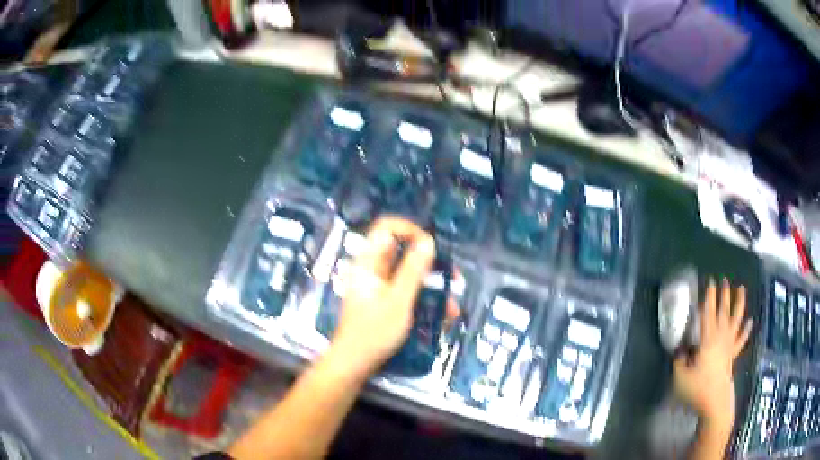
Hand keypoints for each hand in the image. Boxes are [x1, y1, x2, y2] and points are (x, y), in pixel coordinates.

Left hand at [331, 217, 436, 376]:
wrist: (353, 365)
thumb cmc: (373, 332)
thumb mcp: (398, 301)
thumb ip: (413, 270)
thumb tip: (428, 241)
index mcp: (368, 263)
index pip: (386, 228)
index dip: (410, 230)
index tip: (431, 247)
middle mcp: (372, 271)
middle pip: (402, 253)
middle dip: (431, 266)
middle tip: (453, 279)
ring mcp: (378, 288)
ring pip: (409, 277)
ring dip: (432, 289)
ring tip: (452, 309)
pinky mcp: (383, 304)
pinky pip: (406, 294)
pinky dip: (423, 302)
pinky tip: (440, 319)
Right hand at [673, 278, 753, 432]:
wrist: (714, 403)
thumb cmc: (697, 389)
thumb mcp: (680, 376)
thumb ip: (679, 360)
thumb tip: (680, 350)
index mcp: (708, 339)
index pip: (708, 313)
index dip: (708, 297)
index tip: (709, 281)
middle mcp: (721, 337)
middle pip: (724, 312)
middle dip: (724, 295)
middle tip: (724, 280)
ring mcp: (729, 346)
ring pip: (736, 320)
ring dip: (739, 303)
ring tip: (742, 289)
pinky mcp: (733, 356)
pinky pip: (741, 340)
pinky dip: (746, 330)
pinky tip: (750, 321)